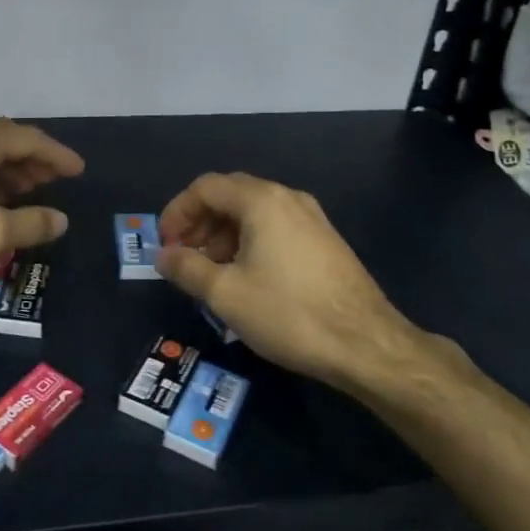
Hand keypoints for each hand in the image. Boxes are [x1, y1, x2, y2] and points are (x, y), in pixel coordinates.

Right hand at [156, 172, 464, 392]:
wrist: (365, 344)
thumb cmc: (288, 313)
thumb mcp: (226, 294)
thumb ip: (187, 268)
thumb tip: (164, 256)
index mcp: (262, 201)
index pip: (206, 187)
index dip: (177, 212)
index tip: (164, 245)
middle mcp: (288, 198)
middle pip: (230, 195)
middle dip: (200, 222)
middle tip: (183, 257)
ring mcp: (311, 218)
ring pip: (254, 213)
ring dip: (223, 234)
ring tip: (211, 272)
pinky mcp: (325, 240)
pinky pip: (276, 227)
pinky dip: (250, 242)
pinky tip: (246, 278)